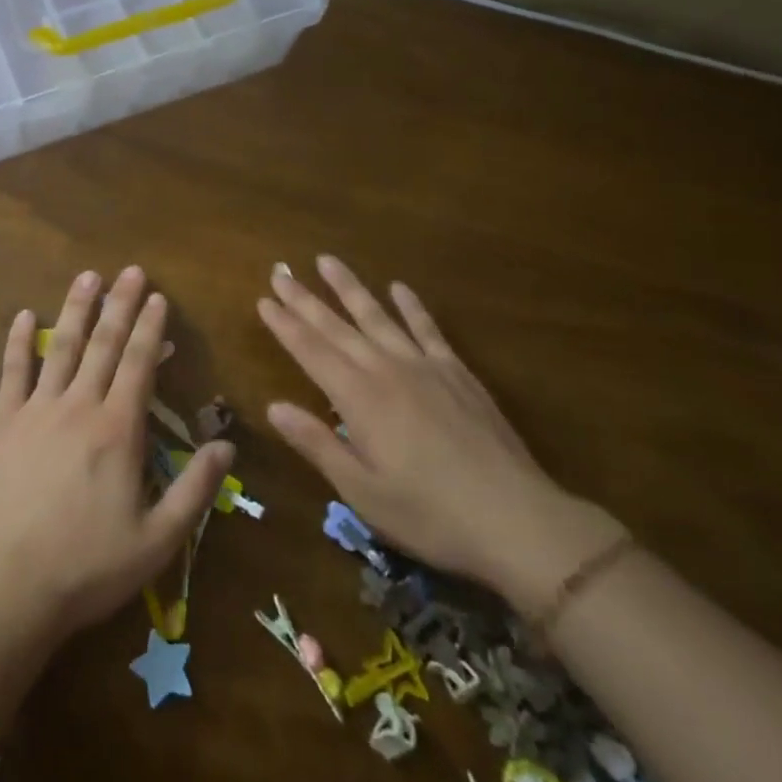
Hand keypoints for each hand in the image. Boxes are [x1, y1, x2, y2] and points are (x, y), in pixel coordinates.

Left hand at [0, 267, 234, 645]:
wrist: (11, 585)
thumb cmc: (90, 566)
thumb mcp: (157, 540)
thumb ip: (195, 490)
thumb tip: (227, 445)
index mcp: (118, 430)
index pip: (138, 364)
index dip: (150, 328)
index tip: (158, 297)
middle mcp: (79, 407)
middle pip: (103, 344)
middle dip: (120, 304)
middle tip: (130, 271)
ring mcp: (37, 410)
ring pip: (61, 347)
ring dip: (76, 309)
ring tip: (88, 276)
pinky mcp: (3, 423)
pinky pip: (12, 372)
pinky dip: (19, 341)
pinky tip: (25, 315)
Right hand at [258, 256, 623, 613]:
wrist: (518, 520)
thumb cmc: (431, 515)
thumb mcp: (363, 492)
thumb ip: (318, 445)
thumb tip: (274, 406)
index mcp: (359, 399)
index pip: (311, 352)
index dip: (285, 325)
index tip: (264, 300)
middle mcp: (386, 371)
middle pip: (337, 327)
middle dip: (305, 299)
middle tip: (280, 271)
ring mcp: (425, 367)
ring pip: (378, 317)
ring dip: (350, 288)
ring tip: (326, 260)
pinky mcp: (457, 373)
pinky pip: (428, 329)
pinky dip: (411, 306)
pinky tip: (398, 287)